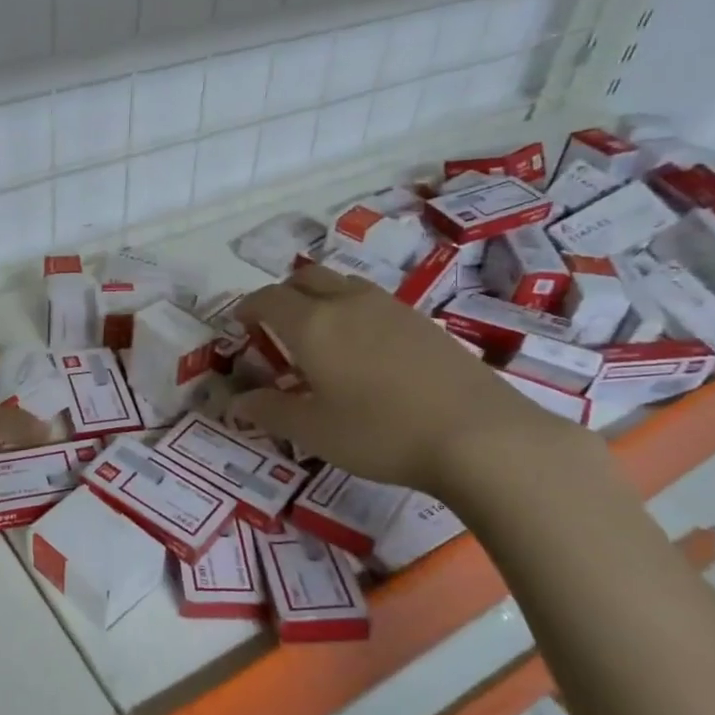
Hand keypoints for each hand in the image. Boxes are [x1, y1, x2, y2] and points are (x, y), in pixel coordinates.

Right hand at [232, 265, 571, 492]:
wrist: (479, 436)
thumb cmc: (380, 433)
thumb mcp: (313, 431)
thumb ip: (268, 412)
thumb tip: (235, 403)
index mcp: (312, 324)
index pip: (268, 298)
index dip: (248, 308)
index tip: (241, 325)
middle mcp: (348, 303)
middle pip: (306, 277)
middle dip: (283, 295)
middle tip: (276, 327)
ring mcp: (391, 308)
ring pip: (343, 284)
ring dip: (321, 298)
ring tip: (321, 335)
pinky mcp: (424, 322)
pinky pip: (374, 301)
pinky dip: (354, 311)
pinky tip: (365, 350)